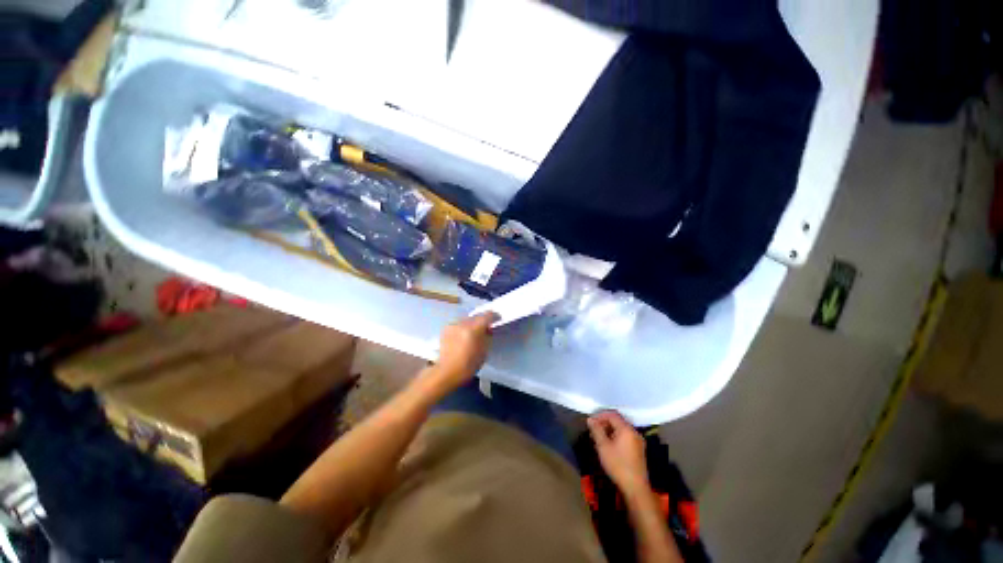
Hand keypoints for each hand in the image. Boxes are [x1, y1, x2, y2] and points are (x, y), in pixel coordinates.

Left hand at [430, 312, 499, 390]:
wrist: (447, 371)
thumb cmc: (469, 365)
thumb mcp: (484, 351)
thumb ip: (488, 336)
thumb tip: (488, 329)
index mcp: (474, 329)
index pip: (487, 315)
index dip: (494, 316)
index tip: (497, 319)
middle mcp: (463, 323)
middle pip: (476, 316)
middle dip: (482, 320)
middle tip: (485, 327)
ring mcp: (453, 325)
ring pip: (467, 319)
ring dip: (472, 323)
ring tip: (473, 332)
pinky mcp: (446, 328)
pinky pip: (458, 323)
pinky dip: (463, 327)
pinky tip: (463, 335)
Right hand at [588, 411, 650, 498]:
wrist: (636, 488)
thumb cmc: (618, 465)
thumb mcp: (603, 446)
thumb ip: (596, 430)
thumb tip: (590, 419)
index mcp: (626, 429)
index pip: (612, 414)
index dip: (600, 415)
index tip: (590, 422)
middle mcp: (634, 432)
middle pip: (617, 421)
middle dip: (604, 423)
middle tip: (593, 430)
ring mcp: (638, 441)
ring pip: (621, 429)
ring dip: (609, 430)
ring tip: (599, 438)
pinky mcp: (639, 450)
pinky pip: (626, 437)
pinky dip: (616, 437)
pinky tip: (609, 446)